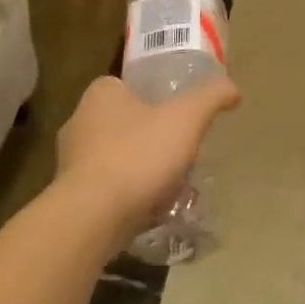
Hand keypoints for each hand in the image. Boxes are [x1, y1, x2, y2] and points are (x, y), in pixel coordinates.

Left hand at [55, 75, 241, 244]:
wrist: (93, 217)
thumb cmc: (138, 156)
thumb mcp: (186, 118)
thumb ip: (211, 97)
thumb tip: (232, 88)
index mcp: (101, 95)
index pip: (128, 86)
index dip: (155, 97)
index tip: (179, 114)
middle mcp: (79, 122)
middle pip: (126, 123)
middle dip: (153, 137)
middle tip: (182, 151)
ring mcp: (71, 162)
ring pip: (118, 157)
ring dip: (143, 169)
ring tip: (174, 185)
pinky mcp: (72, 196)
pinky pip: (109, 189)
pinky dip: (130, 195)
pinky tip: (154, 208)